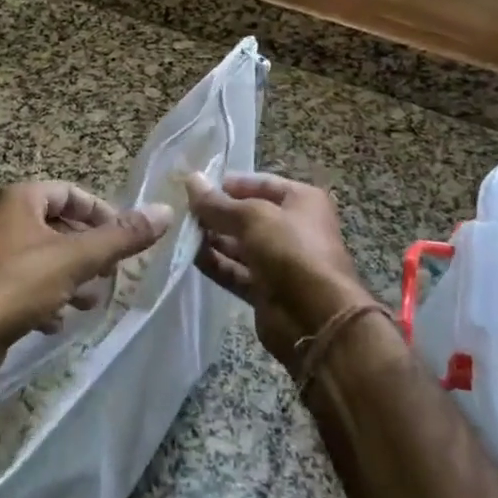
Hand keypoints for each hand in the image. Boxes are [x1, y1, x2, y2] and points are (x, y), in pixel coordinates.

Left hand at [0, 181, 171, 384]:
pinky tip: (57, 320)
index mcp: (19, 198)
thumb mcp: (75, 259)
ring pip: (42, 256)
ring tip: (90, 300)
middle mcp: (0, 218)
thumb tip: (165, 211)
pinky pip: (23, 281)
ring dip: (70, 276)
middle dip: (88, 250)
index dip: (101, 213)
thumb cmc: (15, 285)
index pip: (70, 193)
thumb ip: (121, 237)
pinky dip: (45, 295)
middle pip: (57, 225)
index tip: (123, 239)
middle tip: (110, 273)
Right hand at [184, 173, 370, 367]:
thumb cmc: (290, 250)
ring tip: (181, 231)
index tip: (197, 186)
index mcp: (301, 201)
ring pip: (240, 245)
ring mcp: (279, 261)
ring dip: (213, 239)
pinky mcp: (266, 290)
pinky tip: (190, 256)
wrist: (316, 318)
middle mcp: (292, 228)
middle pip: (248, 215)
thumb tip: (192, 179)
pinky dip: (216, 264)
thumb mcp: (252, 217)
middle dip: (217, 213)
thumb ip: (218, 203)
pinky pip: (236, 271)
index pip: (260, 183)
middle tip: (183, 210)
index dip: (229, 184)